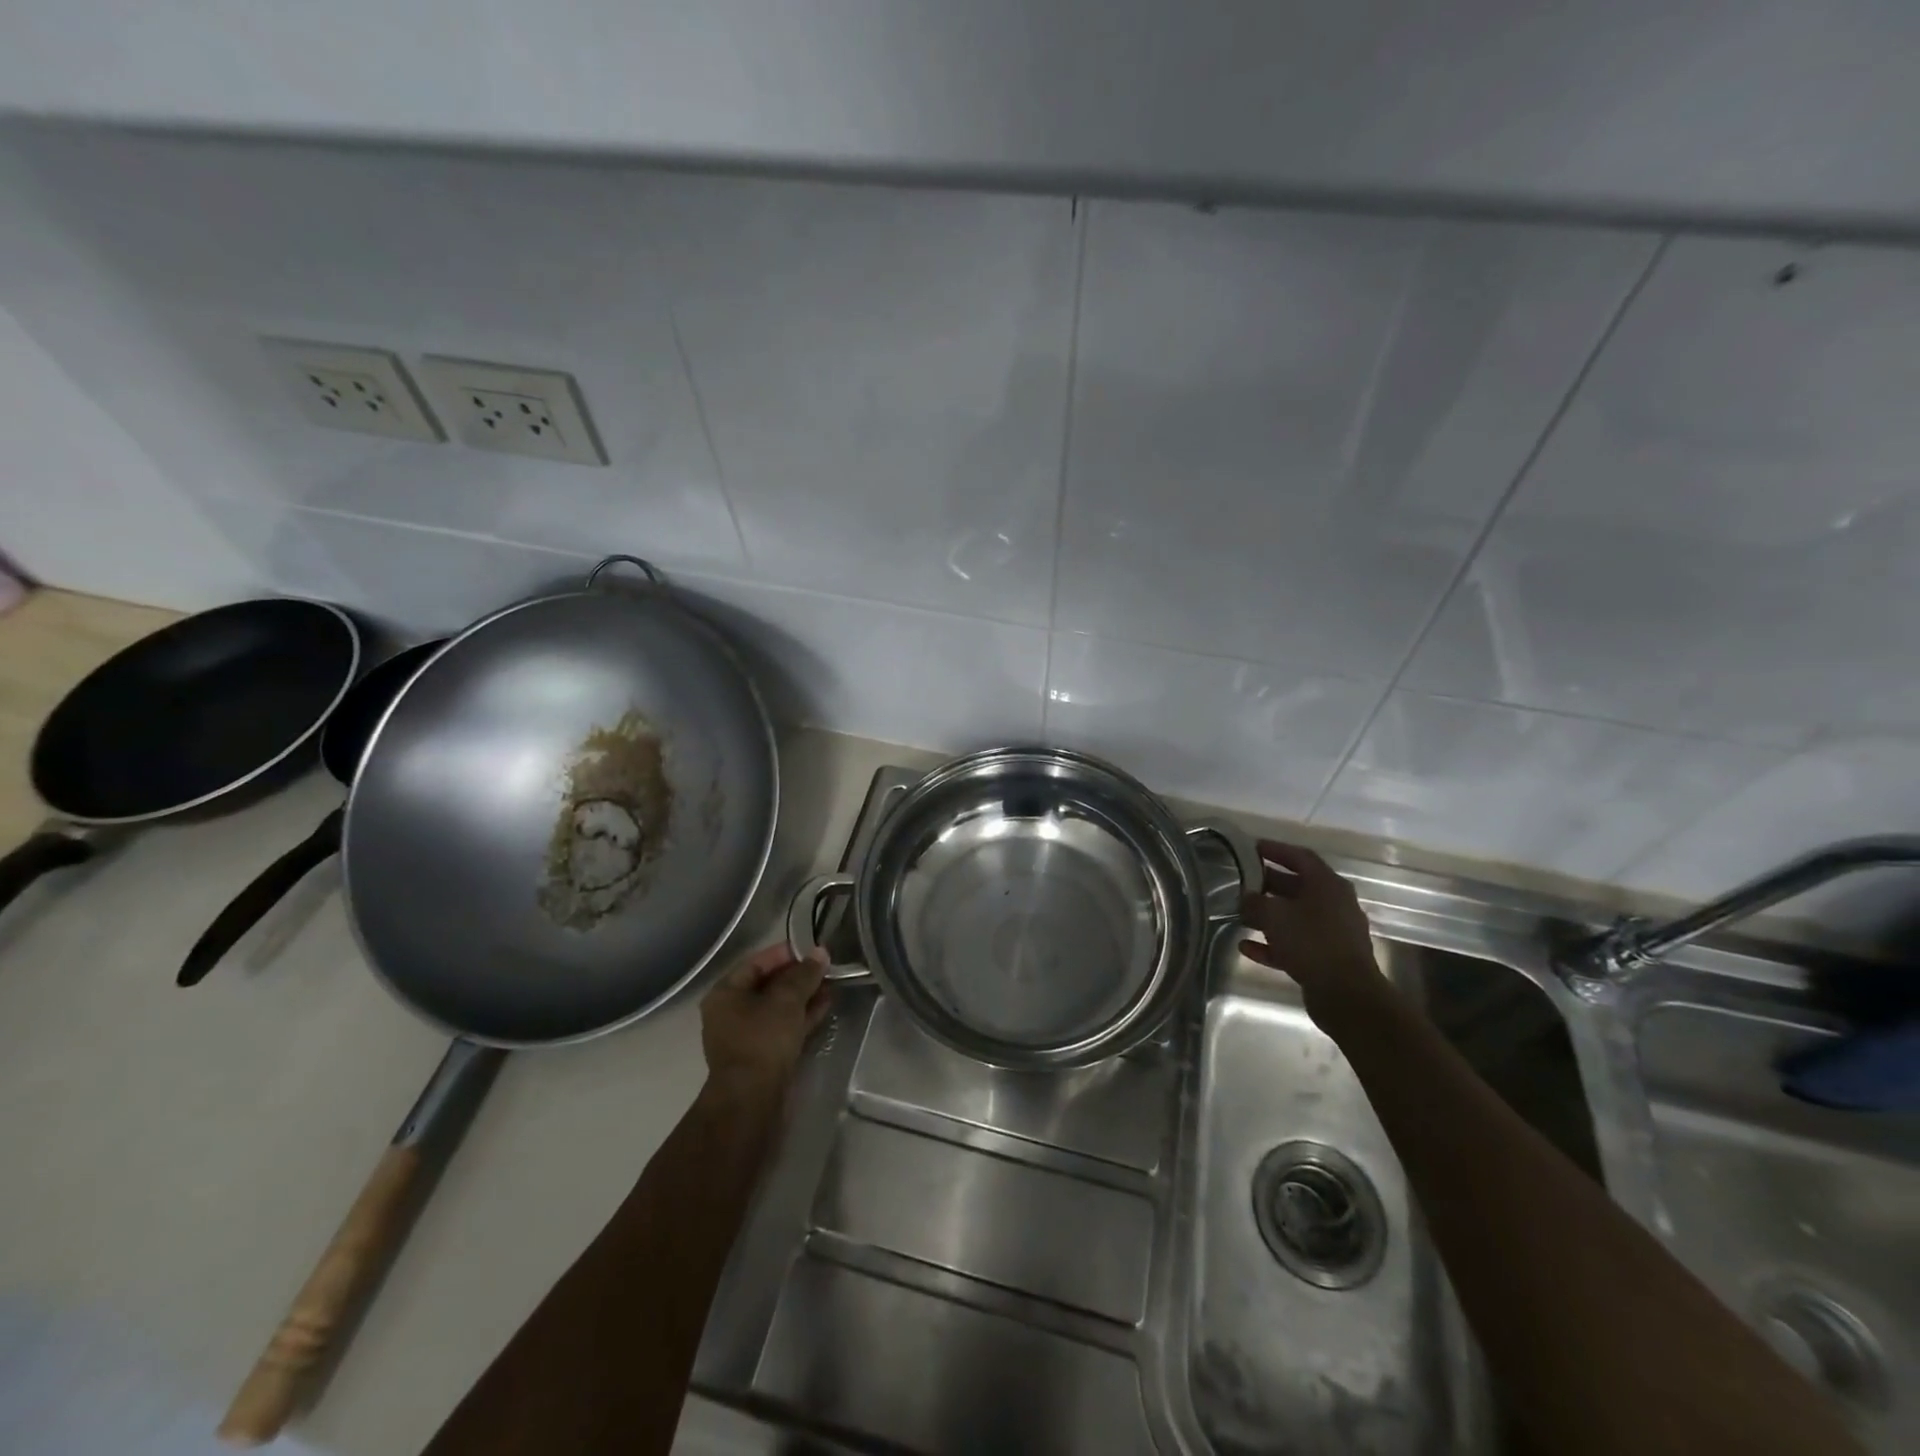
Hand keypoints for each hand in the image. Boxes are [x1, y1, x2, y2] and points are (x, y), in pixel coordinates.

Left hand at [699, 942, 829, 1104]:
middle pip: (769, 984)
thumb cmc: (762, 1040)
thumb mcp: (786, 1000)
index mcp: (726, 993)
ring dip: (804, 996)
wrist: (752, 1100)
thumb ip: (804, 974)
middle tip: (826, 967)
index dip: (785, 953)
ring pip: (779, 1007)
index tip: (812, 949)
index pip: (757, 962)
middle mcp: (731, 1012)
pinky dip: (803, 1015)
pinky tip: (826, 1005)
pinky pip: (784, 1026)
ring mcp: (747, 1035)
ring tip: (832, 984)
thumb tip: (820, 953)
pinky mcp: (763, 1054)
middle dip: (799, 976)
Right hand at [1239, 840, 1387, 1023]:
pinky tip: (1247, 947)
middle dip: (1268, 884)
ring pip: (1296, 917)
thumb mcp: (1274, 915)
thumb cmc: (1311, 942)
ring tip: (1241, 914)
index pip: (1300, 857)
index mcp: (1328, 885)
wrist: (1346, 994)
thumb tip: (1245, 898)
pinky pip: (1296, 944)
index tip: (1251, 847)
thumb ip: (1254, 903)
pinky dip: (1273, 944)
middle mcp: (1335, 904)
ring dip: (1269, 916)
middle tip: (1241, 880)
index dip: (1275, 850)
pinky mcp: (1328, 959)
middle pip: (1298, 887)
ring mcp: (1334, 933)